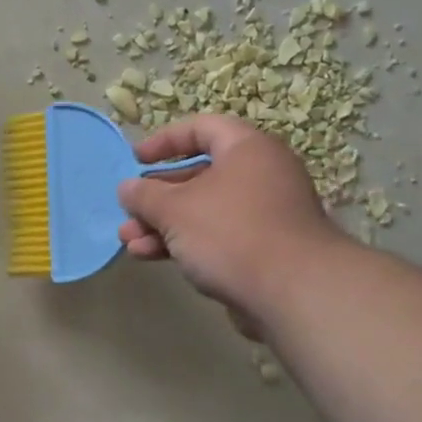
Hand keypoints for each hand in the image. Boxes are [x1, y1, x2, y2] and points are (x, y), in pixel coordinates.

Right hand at [116, 114, 342, 335]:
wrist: (294, 293)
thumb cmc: (230, 232)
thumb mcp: (174, 209)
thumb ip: (145, 195)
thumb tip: (127, 188)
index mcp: (247, 149)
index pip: (202, 128)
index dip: (165, 140)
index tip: (136, 160)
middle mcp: (260, 175)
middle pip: (198, 175)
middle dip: (156, 197)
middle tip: (128, 211)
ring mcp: (264, 215)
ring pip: (203, 211)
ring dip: (162, 225)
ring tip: (130, 242)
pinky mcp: (264, 250)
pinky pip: (216, 237)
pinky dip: (185, 243)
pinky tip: (151, 257)